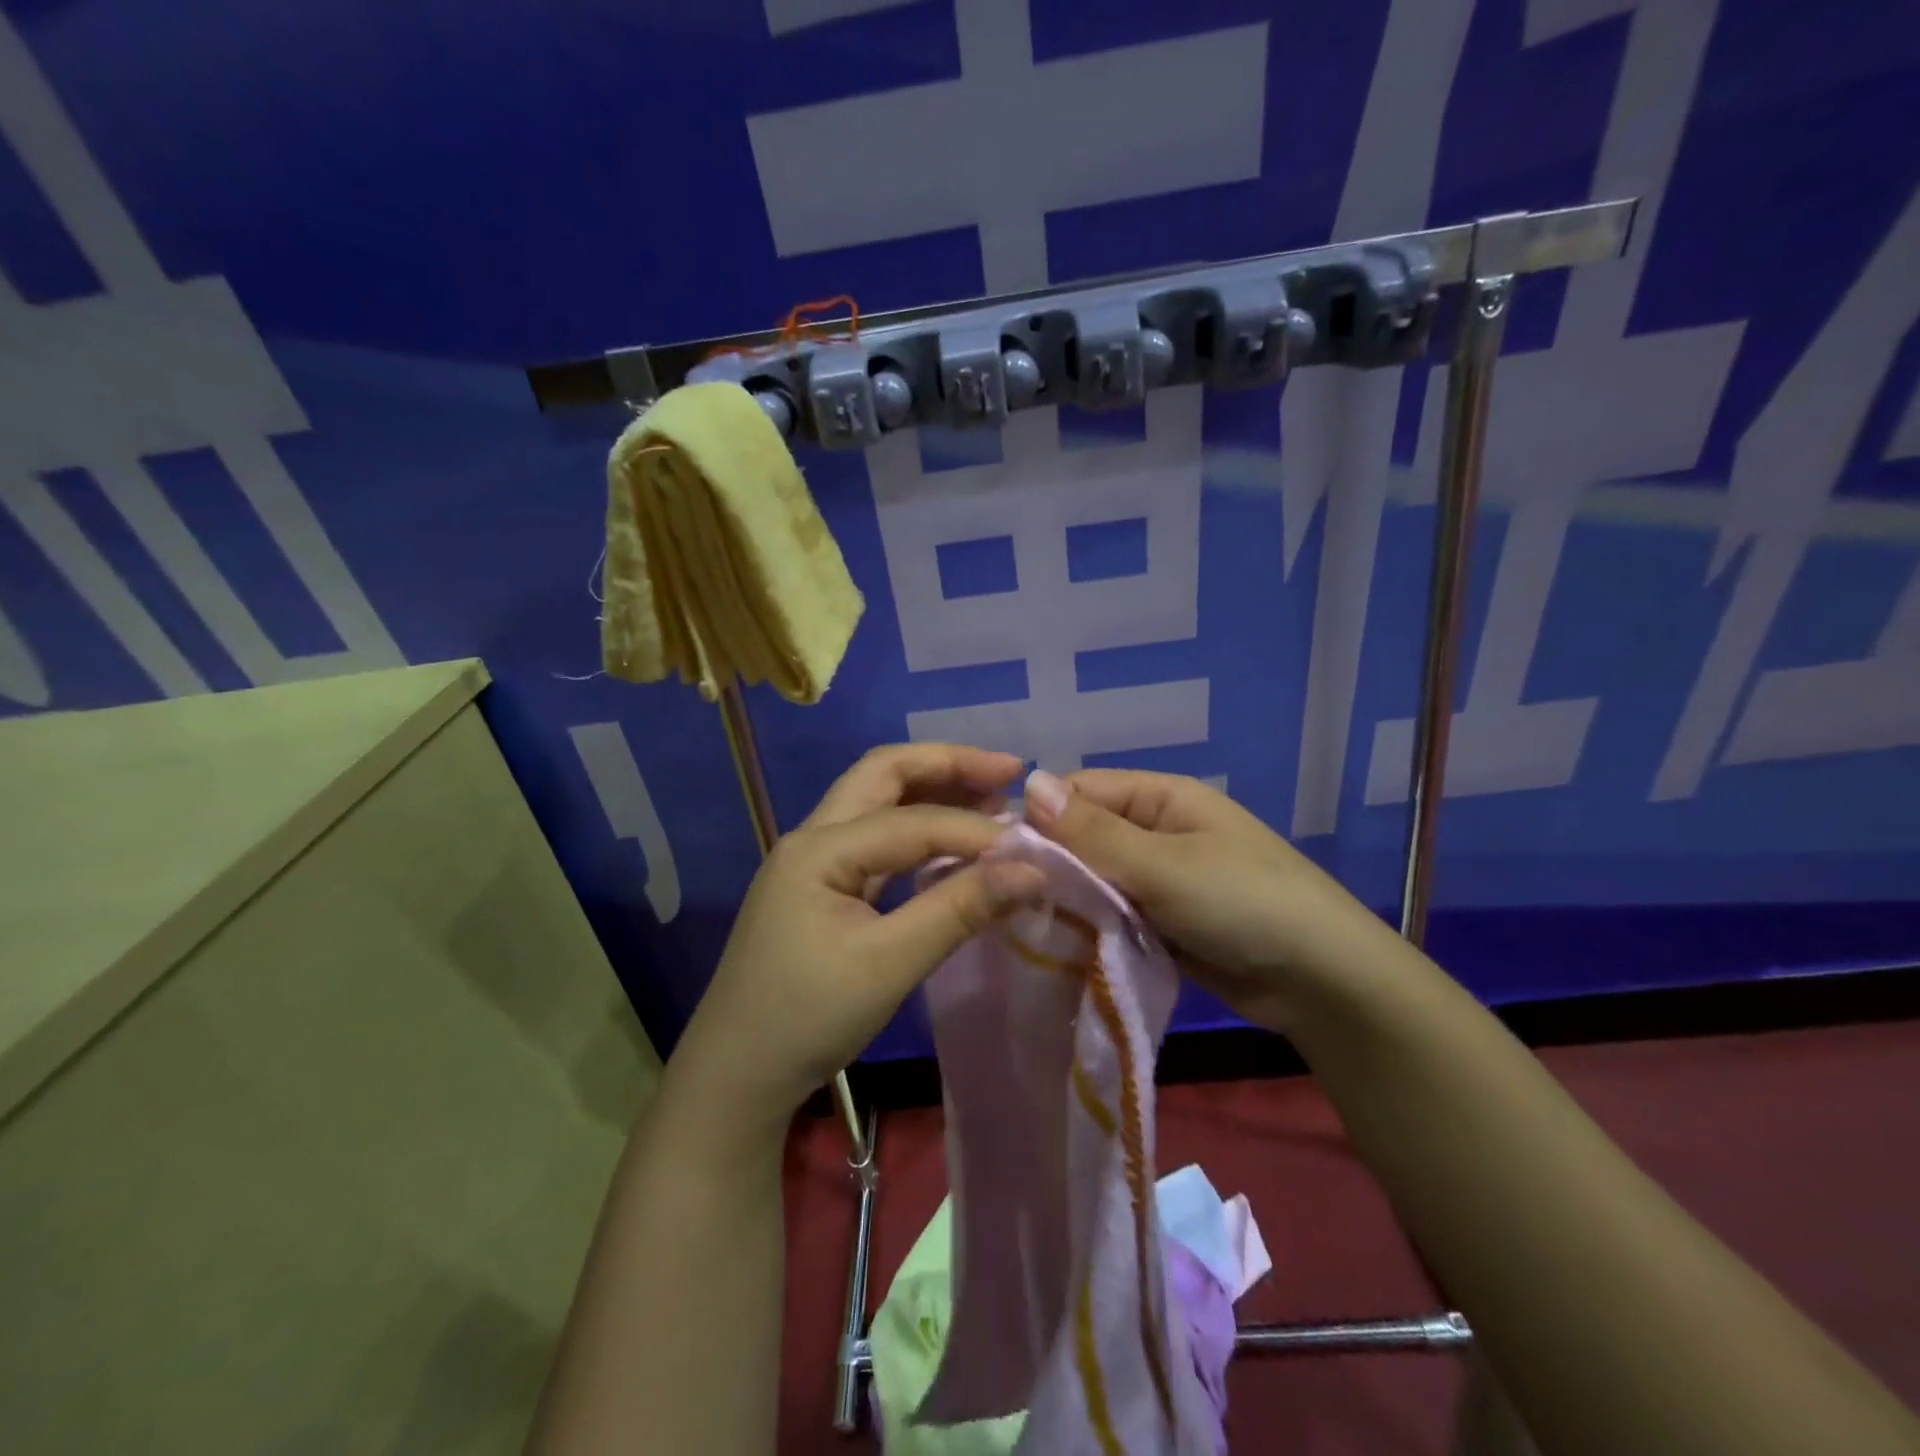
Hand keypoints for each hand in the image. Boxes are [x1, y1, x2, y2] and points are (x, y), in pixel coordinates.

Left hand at [668, 746, 1042, 1137]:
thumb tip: (1032, 871)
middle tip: (1009, 770)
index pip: (912, 821)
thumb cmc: (808, 1018)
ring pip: (879, 802)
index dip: (975, 830)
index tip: (1032, 851)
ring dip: (933, 791)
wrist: (737, 1074)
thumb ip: (959, 909)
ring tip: (991, 795)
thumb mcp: (889, 963)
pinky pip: (876, 840)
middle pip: (884, 774)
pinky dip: (918, 831)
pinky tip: (953, 844)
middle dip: (947, 765)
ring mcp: (814, 861)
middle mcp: (813, 837)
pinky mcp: (823, 887)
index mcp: (820, 848)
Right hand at [1023, 768, 1394, 1031]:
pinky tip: (1062, 945)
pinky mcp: (1162, 921)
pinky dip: (1092, 926)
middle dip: (1053, 864)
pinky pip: (1113, 913)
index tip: (1003, 856)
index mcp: (1160, 798)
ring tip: (1028, 925)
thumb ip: (1094, 832)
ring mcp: (1159, 878)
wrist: (1322, 982)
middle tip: (1011, 898)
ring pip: (1095, 879)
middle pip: (1084, 836)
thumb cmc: (1243, 903)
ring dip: (1070, 899)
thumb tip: (1029, 784)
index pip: (1080, 791)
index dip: (1041, 817)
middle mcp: (1156, 830)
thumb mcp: (1164, 865)